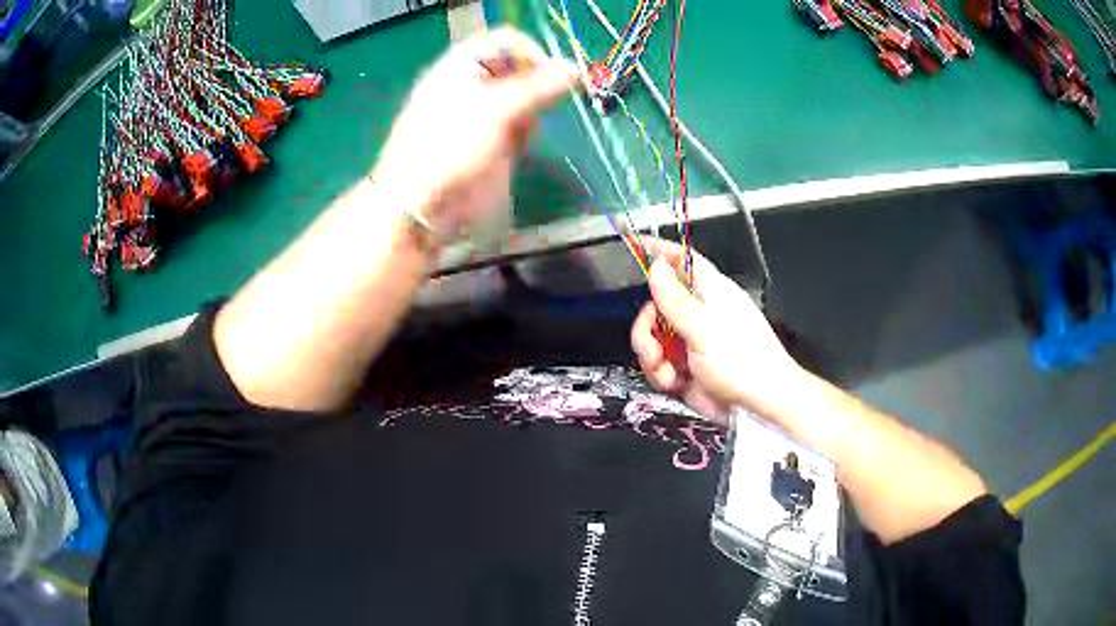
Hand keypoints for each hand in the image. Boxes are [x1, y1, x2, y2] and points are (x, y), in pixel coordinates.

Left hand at [370, 28, 577, 240]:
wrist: (424, 208)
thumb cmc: (449, 148)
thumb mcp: (494, 110)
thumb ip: (537, 88)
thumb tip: (574, 69)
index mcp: (460, 68)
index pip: (502, 41)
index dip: (529, 51)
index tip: (551, 73)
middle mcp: (472, 86)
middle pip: (517, 69)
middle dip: (536, 82)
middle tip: (547, 99)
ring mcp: (482, 116)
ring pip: (523, 98)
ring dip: (534, 107)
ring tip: (528, 124)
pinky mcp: (491, 143)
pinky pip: (520, 126)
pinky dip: (527, 130)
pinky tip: (520, 144)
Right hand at [630, 239, 804, 423]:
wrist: (759, 407)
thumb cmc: (744, 363)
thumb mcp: (704, 329)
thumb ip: (675, 299)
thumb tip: (656, 266)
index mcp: (711, 293)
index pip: (683, 261)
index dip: (661, 252)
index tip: (638, 245)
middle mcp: (700, 314)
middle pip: (657, 306)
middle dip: (647, 328)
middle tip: (652, 345)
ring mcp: (692, 342)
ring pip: (654, 338)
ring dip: (653, 357)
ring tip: (666, 371)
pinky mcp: (687, 367)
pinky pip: (660, 363)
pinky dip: (661, 374)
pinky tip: (674, 382)